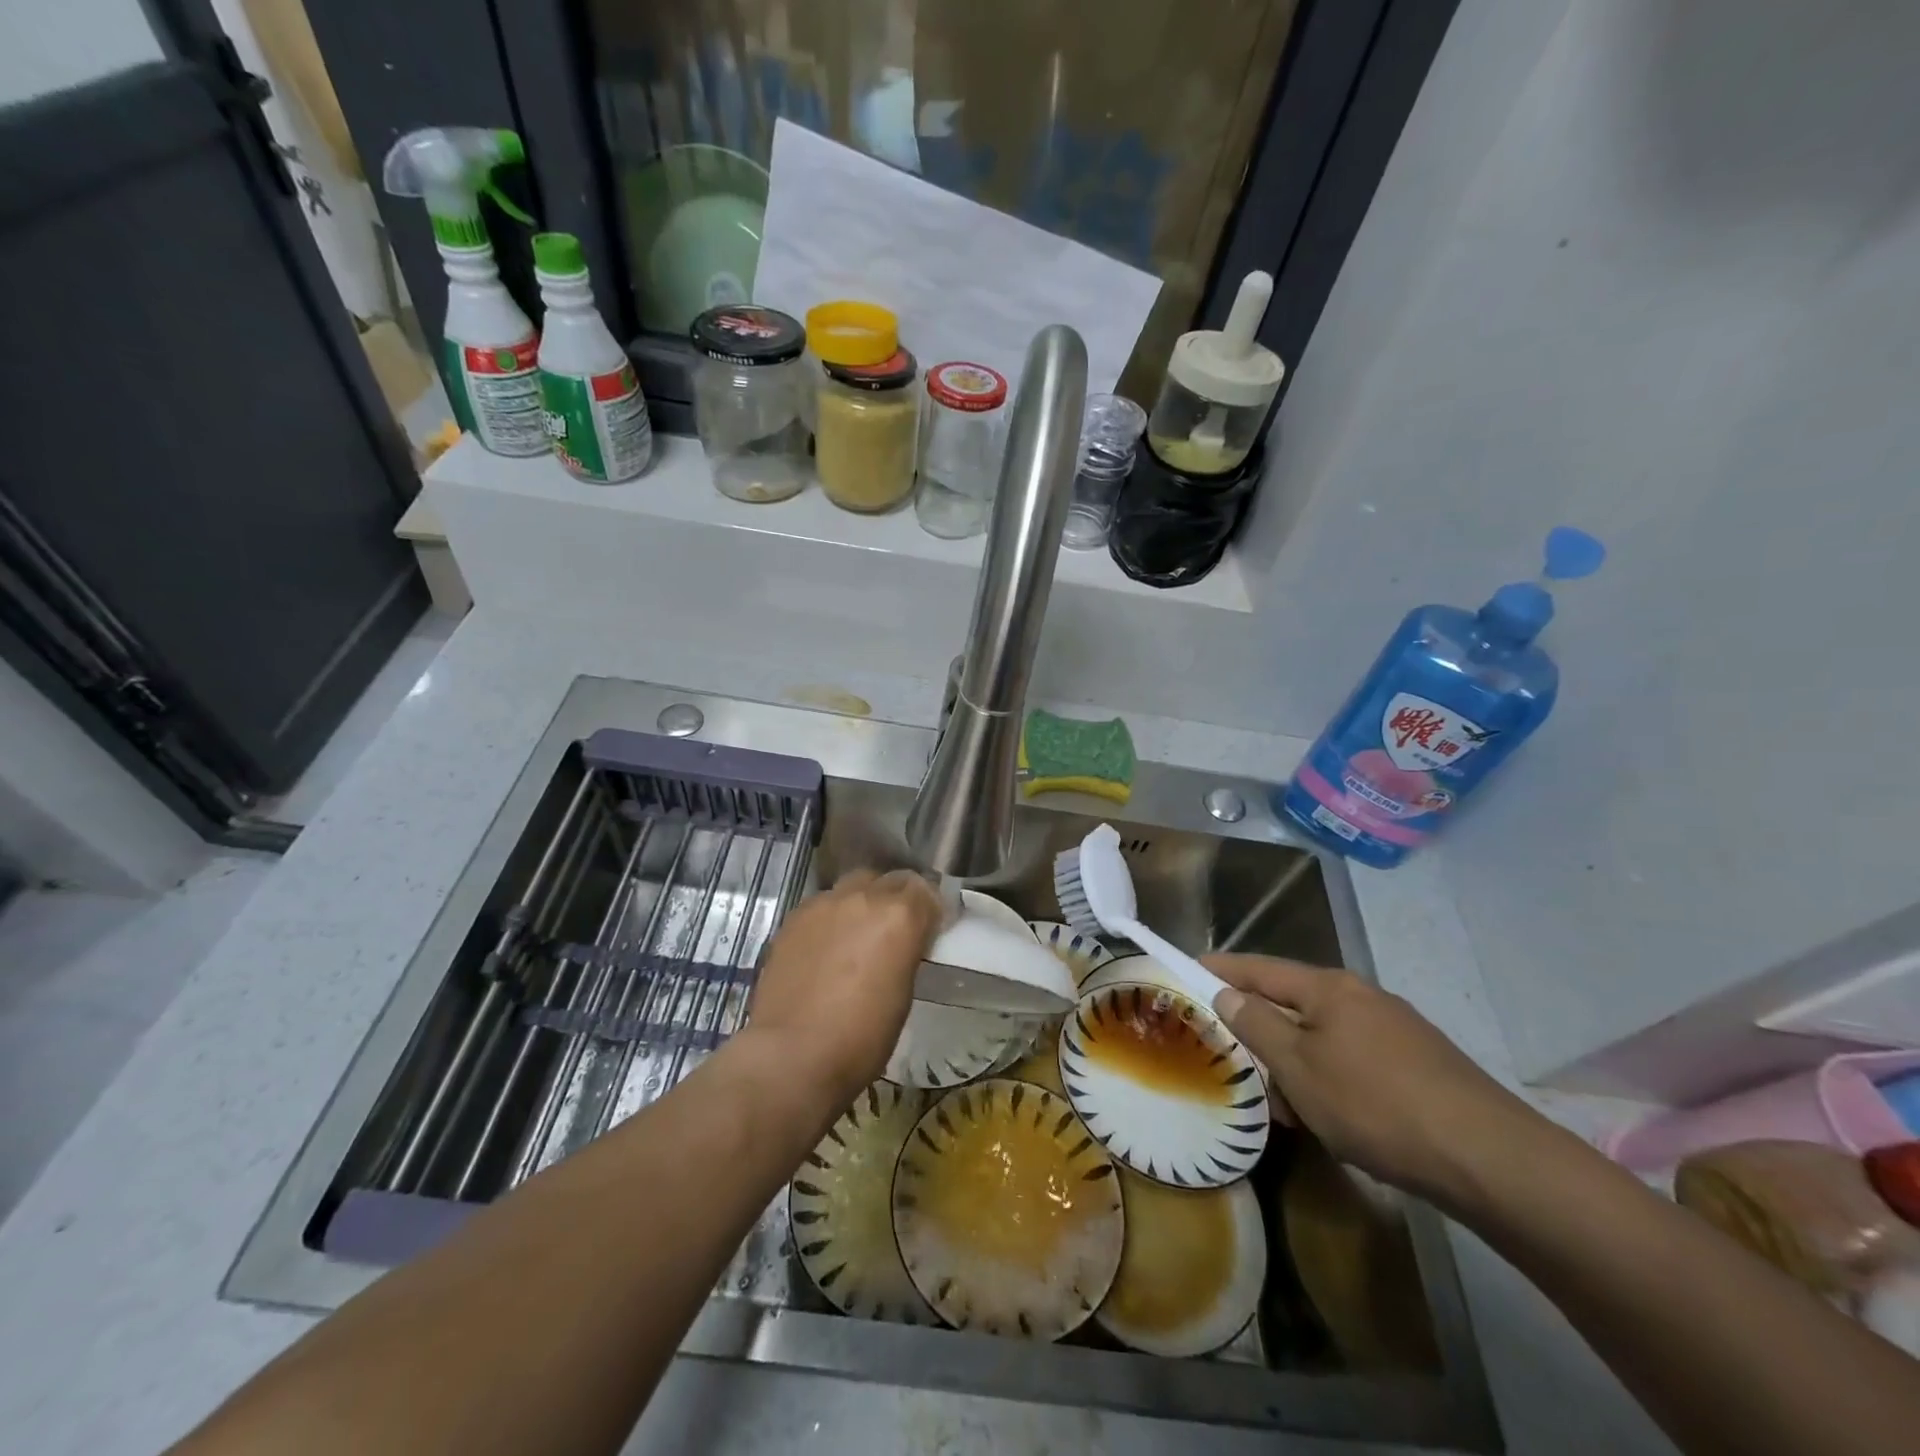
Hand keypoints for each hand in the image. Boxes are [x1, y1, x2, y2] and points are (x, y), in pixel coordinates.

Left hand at [747, 869, 940, 1101]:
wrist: (792, 1054)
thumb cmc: (862, 1037)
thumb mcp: (903, 993)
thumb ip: (906, 952)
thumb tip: (902, 944)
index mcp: (899, 916)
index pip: (924, 890)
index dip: (928, 908)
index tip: (928, 928)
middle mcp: (863, 898)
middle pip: (889, 880)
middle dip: (896, 897)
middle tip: (894, 929)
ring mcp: (823, 904)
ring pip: (852, 887)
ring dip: (861, 904)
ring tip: (856, 936)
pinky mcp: (793, 918)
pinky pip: (822, 906)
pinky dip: (831, 918)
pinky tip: (825, 948)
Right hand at [1205, 954, 1540, 1209]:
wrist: (1490, 1159)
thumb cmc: (1375, 1105)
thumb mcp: (1299, 1068)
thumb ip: (1257, 1025)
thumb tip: (1229, 993)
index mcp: (1328, 988)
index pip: (1259, 968)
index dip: (1222, 968)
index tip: (1189, 967)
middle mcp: (1362, 996)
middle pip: (1293, 1005)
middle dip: (1265, 1035)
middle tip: (1244, 1069)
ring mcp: (1396, 1029)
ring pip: (1325, 1039)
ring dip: (1300, 1068)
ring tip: (1296, 1115)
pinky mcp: (1421, 1064)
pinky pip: (1356, 1061)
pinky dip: (1333, 1082)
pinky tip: (1339, 1122)